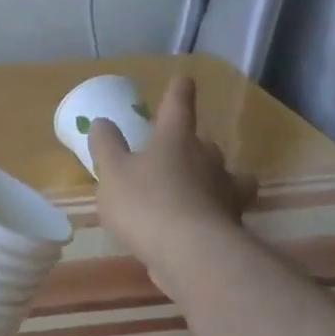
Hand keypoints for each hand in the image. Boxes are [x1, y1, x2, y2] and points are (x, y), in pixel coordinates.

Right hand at [88, 76, 256, 295]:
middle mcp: (207, 161)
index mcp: (176, 140)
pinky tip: (194, 224)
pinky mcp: (231, 226)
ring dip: (212, 178)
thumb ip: (106, 146)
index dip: (178, 93)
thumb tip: (103, 122)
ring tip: (195, 188)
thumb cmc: (146, 203)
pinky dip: (211, 212)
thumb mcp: (112, 172)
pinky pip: (221, 211)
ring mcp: (224, 194)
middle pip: (205, 144)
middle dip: (194, 144)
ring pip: (224, 177)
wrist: (192, 255)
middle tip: (177, 150)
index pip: (178, 107)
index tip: (184, 80)